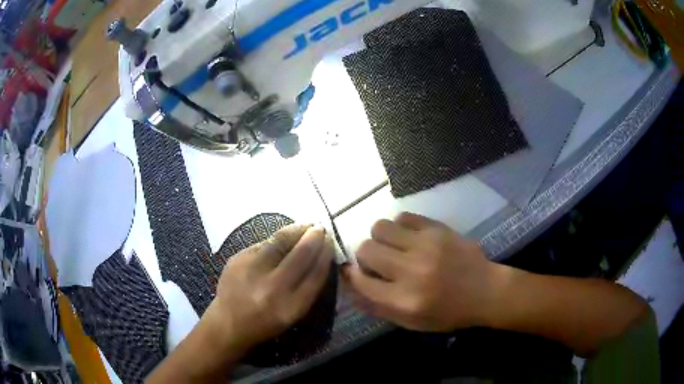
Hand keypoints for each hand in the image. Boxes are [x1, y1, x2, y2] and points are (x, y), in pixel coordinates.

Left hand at [203, 223, 334, 356]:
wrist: (229, 322)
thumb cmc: (266, 322)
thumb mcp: (293, 314)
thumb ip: (308, 288)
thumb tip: (319, 255)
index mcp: (291, 307)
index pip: (315, 274)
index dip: (325, 255)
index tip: (331, 242)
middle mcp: (272, 288)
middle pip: (300, 255)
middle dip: (314, 238)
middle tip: (320, 228)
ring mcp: (252, 271)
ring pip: (279, 242)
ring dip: (296, 230)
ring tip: (305, 225)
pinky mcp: (237, 260)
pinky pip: (263, 244)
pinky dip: (276, 239)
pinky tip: (283, 237)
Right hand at [343, 212, 501, 331]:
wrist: (485, 291)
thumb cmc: (447, 313)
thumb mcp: (410, 322)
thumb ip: (377, 306)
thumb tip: (349, 283)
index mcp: (404, 300)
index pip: (360, 281)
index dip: (351, 275)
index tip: (354, 272)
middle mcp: (411, 271)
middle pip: (366, 249)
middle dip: (365, 256)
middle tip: (378, 261)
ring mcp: (425, 246)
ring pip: (380, 227)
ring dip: (380, 238)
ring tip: (393, 246)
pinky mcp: (437, 229)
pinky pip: (403, 217)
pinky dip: (400, 227)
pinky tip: (409, 237)